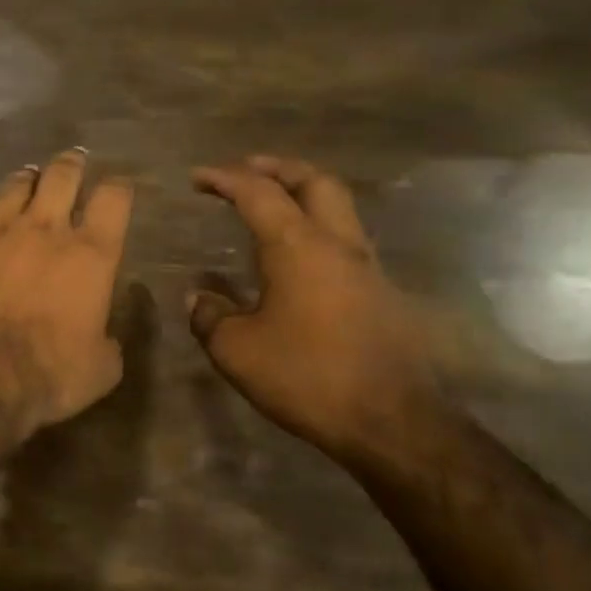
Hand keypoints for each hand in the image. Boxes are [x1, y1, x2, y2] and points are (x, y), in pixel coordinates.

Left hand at [0, 149, 134, 429]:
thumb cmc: (48, 373)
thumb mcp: (101, 368)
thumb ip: (107, 340)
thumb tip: (104, 331)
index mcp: (90, 255)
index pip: (113, 199)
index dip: (117, 188)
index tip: (117, 188)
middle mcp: (44, 230)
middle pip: (61, 176)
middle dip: (71, 165)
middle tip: (73, 161)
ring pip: (14, 187)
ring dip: (25, 182)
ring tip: (28, 179)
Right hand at [188, 157, 440, 455]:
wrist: (392, 421)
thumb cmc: (306, 377)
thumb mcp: (236, 350)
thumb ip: (210, 316)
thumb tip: (198, 297)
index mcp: (297, 248)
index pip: (258, 194)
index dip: (225, 178)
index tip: (198, 177)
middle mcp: (337, 245)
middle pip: (315, 182)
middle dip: (278, 168)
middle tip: (247, 170)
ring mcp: (367, 268)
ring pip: (339, 209)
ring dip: (303, 196)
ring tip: (272, 207)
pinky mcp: (382, 294)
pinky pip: (346, 242)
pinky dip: (317, 230)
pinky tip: (298, 260)